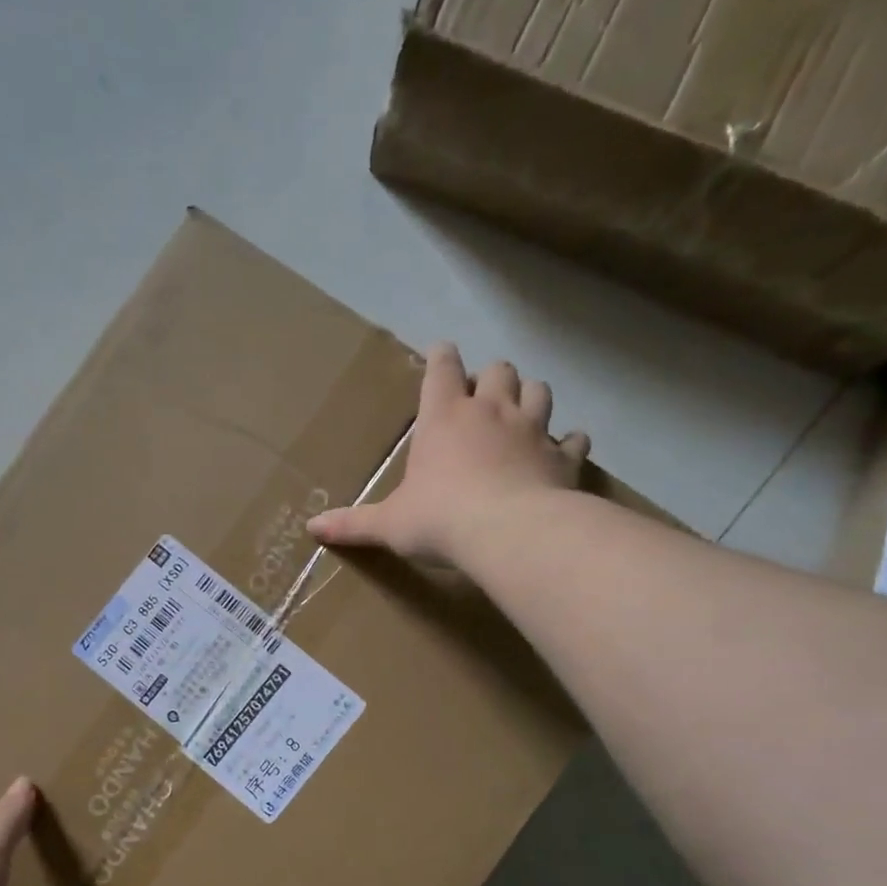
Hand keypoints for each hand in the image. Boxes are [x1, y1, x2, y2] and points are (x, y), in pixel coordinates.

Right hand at [307, 342, 587, 567]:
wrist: (509, 533)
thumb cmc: (439, 519)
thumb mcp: (388, 524)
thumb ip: (352, 524)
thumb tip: (311, 529)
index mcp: (443, 416)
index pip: (442, 367)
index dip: (441, 356)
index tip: (441, 352)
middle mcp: (490, 411)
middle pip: (499, 370)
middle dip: (491, 376)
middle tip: (482, 395)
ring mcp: (533, 430)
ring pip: (539, 391)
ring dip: (530, 396)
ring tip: (522, 412)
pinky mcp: (563, 457)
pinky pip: (575, 439)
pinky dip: (570, 442)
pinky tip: (566, 449)